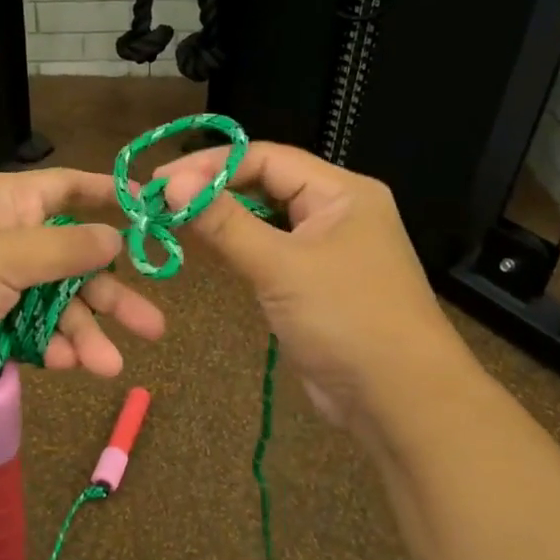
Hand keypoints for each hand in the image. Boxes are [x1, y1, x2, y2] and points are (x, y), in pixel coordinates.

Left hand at [0, 169, 166, 400]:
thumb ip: (66, 248)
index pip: (65, 189)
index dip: (106, 197)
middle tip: (153, 325)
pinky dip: (50, 348)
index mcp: (4, 204)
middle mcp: (2, 240)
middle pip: (71, 261)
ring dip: (83, 334)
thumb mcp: (7, 255)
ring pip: (54, 306)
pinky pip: (30, 333)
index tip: (149, 210)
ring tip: (111, 366)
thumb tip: (114, 236)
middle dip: (109, 295)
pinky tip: (70, 365)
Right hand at [158, 142, 461, 426]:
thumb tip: (170, 184)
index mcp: (342, 192)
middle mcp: (336, 211)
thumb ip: (224, 222)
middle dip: (214, 189)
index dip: (211, 165)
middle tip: (159, 200)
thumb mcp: (280, 266)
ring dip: (222, 219)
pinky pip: (269, 252)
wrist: (400, 400)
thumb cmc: (346, 320)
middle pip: (265, 184)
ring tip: (172, 220)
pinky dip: (237, 248)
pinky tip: (205, 249)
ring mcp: (326, 249)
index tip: (160, 181)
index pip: (266, 158)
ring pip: (265, 220)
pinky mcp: (314, 284)